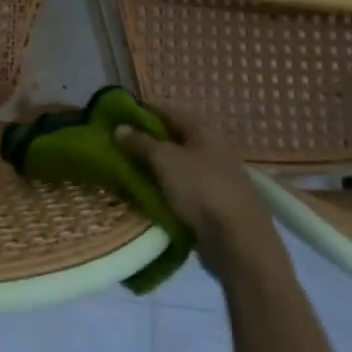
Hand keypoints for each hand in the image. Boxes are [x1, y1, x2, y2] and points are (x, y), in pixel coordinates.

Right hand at [115, 112, 286, 283]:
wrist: (238, 241)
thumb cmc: (201, 189)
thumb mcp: (164, 160)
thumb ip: (140, 142)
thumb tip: (119, 128)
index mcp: (203, 131)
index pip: (168, 110)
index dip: (142, 111)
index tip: (115, 116)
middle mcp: (211, 149)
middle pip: (172, 139)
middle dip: (144, 142)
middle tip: (114, 147)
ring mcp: (214, 177)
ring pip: (175, 166)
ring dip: (151, 168)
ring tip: (123, 172)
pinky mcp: (212, 204)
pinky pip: (180, 189)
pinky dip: (162, 190)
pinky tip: (143, 196)